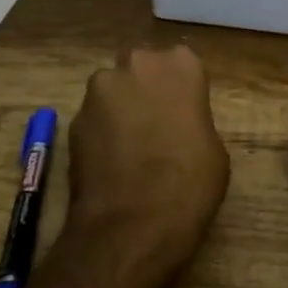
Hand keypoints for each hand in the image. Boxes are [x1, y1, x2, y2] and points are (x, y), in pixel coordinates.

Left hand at [65, 45, 229, 266]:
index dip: (181, 88)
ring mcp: (101, 90)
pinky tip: (109, 162)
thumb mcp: (213, 148)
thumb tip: (179, 126)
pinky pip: (93, 117)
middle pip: (142, 67)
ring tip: (129, 145)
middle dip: (145, 88)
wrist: (133, 225)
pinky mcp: (74, 119)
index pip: (182, 63)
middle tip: (156, 124)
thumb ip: (193, 121)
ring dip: (120, 108)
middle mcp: (138, 64)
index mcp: (181, 65)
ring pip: (112, 89)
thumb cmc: (189, 183)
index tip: (184, 112)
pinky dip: (100, 132)